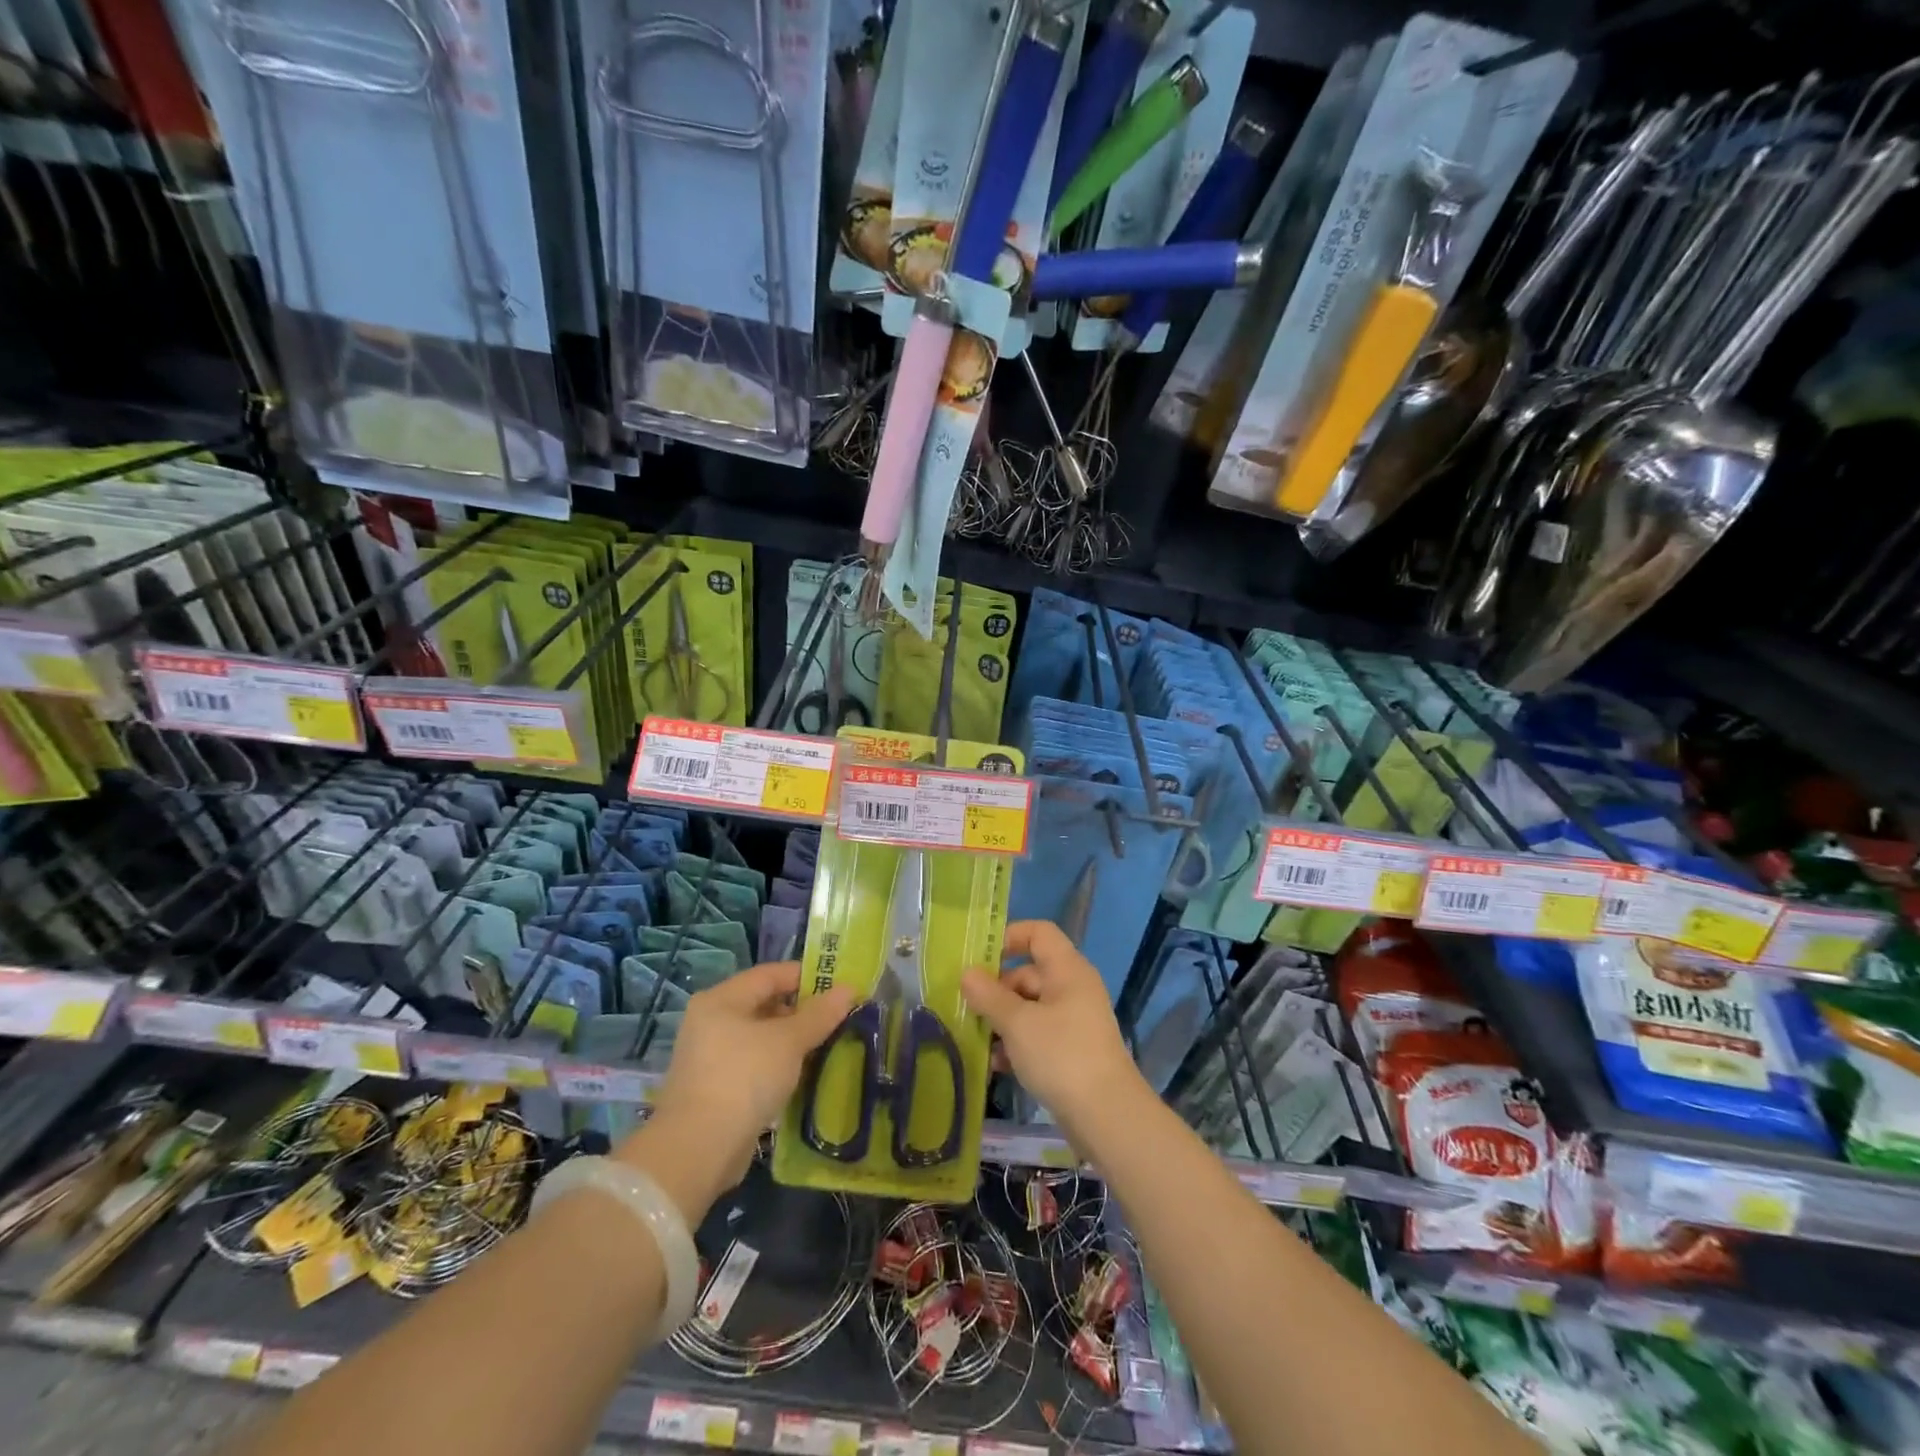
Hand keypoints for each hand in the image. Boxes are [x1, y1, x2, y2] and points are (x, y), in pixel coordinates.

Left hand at [620, 963, 851, 1219]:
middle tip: (838, 1018)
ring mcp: (711, 1057)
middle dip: (802, 1011)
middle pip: (764, 1004)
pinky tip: (804, 1075)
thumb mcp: (788, 1041)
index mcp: (721, 1000)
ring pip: (761, 1037)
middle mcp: (711, 1022)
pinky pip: (755, 1064)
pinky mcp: (716, 1088)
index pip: (770, 974)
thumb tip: (848, 989)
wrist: (698, 1150)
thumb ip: (819, 1014)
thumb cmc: (744, 1078)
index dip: (806, 976)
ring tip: (828, 1046)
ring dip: (793, 1041)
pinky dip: (779, 1065)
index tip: (838, 986)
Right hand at [962, 920, 1140, 1130]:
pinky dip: (1017, 1043)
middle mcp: (1073, 988)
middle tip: (967, 1008)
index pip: (1038, 933)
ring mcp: (1074, 1020)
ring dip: (1002, 1019)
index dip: (1009, 937)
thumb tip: (967, 974)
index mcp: (1067, 970)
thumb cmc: (1061, 1056)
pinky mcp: (1072, 1050)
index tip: (979, 959)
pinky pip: (1038, 1034)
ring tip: (976, 1039)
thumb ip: (989, 996)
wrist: (1107, 1116)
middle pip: (1029, 972)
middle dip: (996, 989)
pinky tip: (995, 1064)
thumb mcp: (1018, 1023)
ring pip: (1030, 1006)